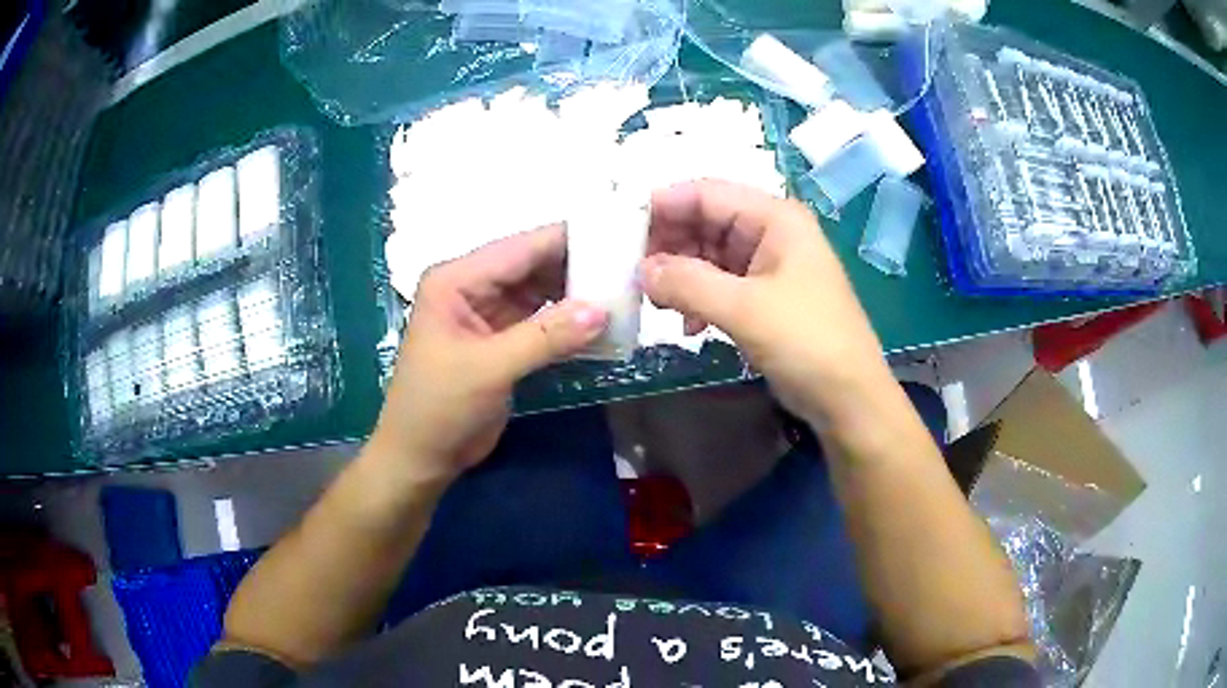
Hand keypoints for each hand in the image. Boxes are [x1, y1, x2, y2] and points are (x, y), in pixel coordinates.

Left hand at [370, 225, 607, 482]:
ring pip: (542, 291)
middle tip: (632, 266)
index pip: (520, 248)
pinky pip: (543, 320)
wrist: (422, 458)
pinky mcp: (503, 338)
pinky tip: (604, 321)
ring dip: (578, 294)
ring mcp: (489, 312)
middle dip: (579, 266)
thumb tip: (602, 310)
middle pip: (533, 265)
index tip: (619, 235)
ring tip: (627, 289)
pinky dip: (570, 321)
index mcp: (457, 279)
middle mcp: (473, 286)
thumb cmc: (439, 408)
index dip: (569, 240)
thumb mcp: (489, 369)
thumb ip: (545, 337)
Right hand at [641, 180, 893, 429]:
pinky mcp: (764, 296)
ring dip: (680, 275)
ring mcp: (768, 265)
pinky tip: (688, 326)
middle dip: (668, 244)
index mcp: (775, 218)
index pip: (707, 193)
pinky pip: (720, 284)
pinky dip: (698, 298)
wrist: (848, 398)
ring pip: (709, 254)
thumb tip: (641, 270)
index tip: (621, 228)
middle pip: (705, 221)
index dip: (662, 205)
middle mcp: (771, 232)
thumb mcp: (744, 309)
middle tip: (633, 273)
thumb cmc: (806, 342)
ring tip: (655, 302)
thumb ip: (688, 283)